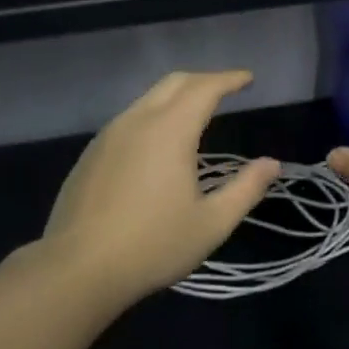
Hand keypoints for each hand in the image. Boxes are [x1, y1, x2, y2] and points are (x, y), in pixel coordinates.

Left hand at [42, 70, 277, 300]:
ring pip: (147, 99)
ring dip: (176, 97)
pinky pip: (128, 120)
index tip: (248, 78)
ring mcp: (108, 135)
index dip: (229, 79)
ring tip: (195, 113)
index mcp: (170, 131)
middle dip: (203, 80)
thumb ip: (245, 189)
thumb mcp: (211, 224)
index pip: (204, 88)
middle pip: (173, 83)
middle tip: (225, 89)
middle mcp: (137, 121)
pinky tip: (158, 144)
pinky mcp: (90, 154)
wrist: (77, 269)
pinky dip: (153, 116)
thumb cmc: (152, 246)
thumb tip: (271, 164)